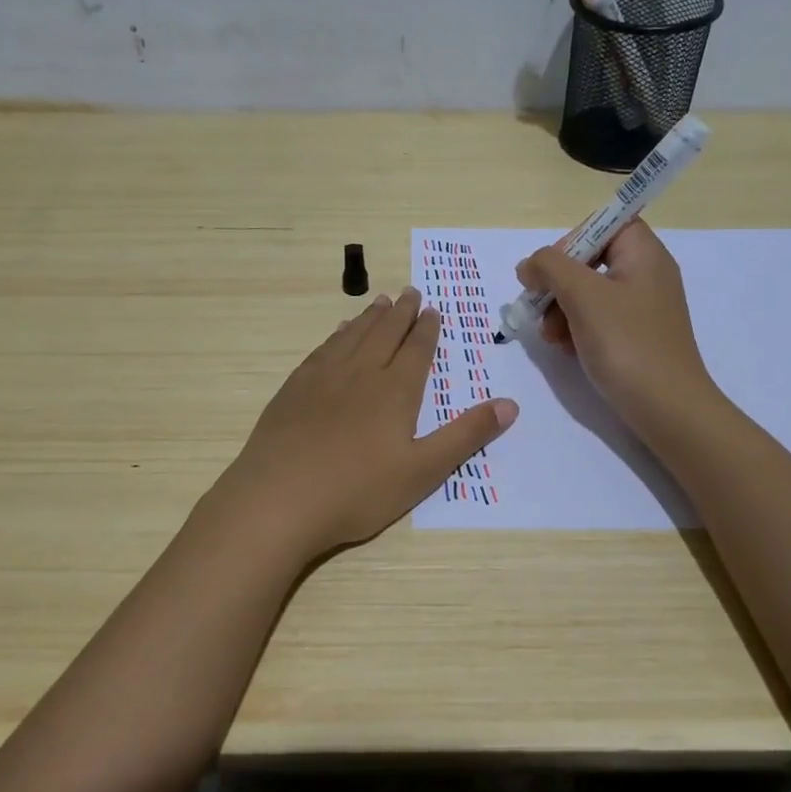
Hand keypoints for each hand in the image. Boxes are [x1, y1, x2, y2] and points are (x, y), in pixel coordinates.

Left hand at [217, 288, 517, 559]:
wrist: (279, 499)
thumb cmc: (357, 491)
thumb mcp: (423, 471)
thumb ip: (466, 436)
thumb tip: (511, 404)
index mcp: (395, 391)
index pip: (416, 349)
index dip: (426, 329)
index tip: (432, 309)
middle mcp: (360, 373)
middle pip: (385, 333)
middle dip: (401, 312)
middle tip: (410, 292)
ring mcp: (322, 378)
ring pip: (352, 335)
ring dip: (370, 316)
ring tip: (381, 301)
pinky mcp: (294, 389)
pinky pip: (323, 349)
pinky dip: (337, 335)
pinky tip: (338, 333)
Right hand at [516, 219, 715, 436]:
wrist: (667, 409)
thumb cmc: (627, 344)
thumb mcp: (583, 296)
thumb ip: (550, 268)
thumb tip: (529, 265)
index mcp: (644, 254)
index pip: (605, 224)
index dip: (572, 240)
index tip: (550, 270)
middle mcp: (646, 275)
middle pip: (590, 260)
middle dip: (558, 284)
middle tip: (540, 308)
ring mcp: (642, 308)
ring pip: (588, 293)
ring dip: (561, 310)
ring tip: (551, 337)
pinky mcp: (635, 337)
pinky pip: (597, 320)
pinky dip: (576, 330)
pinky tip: (565, 350)